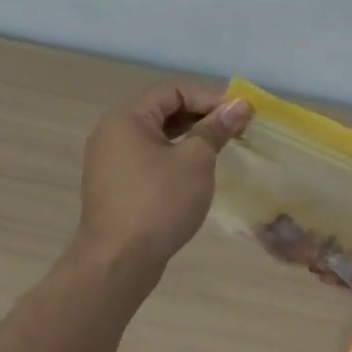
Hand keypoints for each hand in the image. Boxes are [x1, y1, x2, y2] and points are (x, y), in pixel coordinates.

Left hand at [74, 86, 250, 269]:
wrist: (118, 262)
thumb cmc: (159, 202)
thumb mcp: (196, 161)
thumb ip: (216, 129)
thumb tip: (239, 105)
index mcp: (127, 118)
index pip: (174, 90)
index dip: (210, 97)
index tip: (240, 115)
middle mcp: (112, 133)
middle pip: (163, 110)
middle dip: (202, 116)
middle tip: (235, 130)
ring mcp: (110, 161)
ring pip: (157, 137)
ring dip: (190, 138)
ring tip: (221, 150)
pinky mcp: (115, 186)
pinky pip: (149, 159)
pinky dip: (174, 158)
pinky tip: (196, 174)